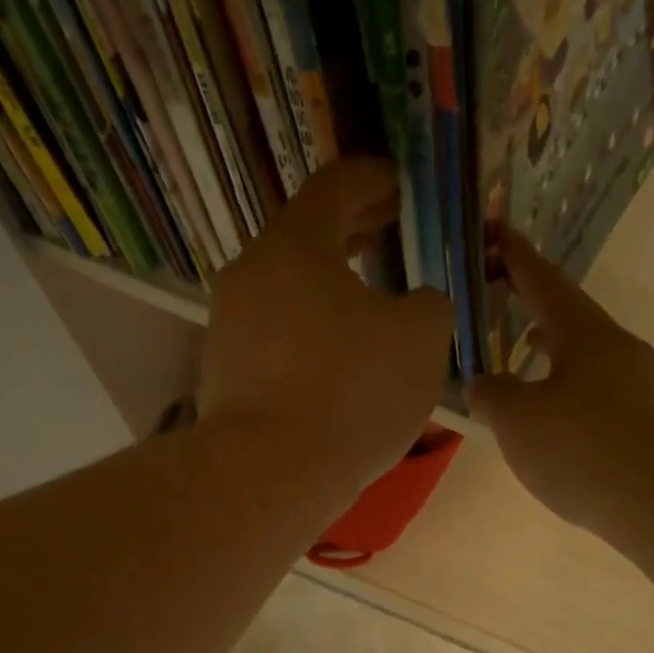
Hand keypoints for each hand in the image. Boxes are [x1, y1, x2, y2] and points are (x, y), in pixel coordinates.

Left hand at [199, 159, 453, 496]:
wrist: (268, 474)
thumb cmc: (350, 392)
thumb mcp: (422, 340)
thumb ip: (430, 304)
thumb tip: (416, 304)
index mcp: (296, 245)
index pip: (337, 184)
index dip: (376, 178)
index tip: (401, 185)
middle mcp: (251, 273)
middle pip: (306, 235)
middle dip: (353, 229)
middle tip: (390, 230)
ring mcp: (228, 325)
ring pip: (288, 288)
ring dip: (329, 285)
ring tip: (368, 299)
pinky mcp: (223, 372)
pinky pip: (275, 335)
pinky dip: (309, 331)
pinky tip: (336, 359)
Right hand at [467, 226, 653, 542]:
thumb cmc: (583, 450)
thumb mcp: (517, 421)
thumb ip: (490, 393)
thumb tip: (482, 383)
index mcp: (586, 334)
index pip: (543, 281)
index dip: (514, 256)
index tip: (494, 232)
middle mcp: (622, 348)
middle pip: (571, 318)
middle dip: (533, 308)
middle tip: (500, 302)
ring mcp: (646, 385)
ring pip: (589, 358)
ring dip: (554, 353)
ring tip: (525, 361)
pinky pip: (604, 394)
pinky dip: (573, 392)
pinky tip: (561, 422)